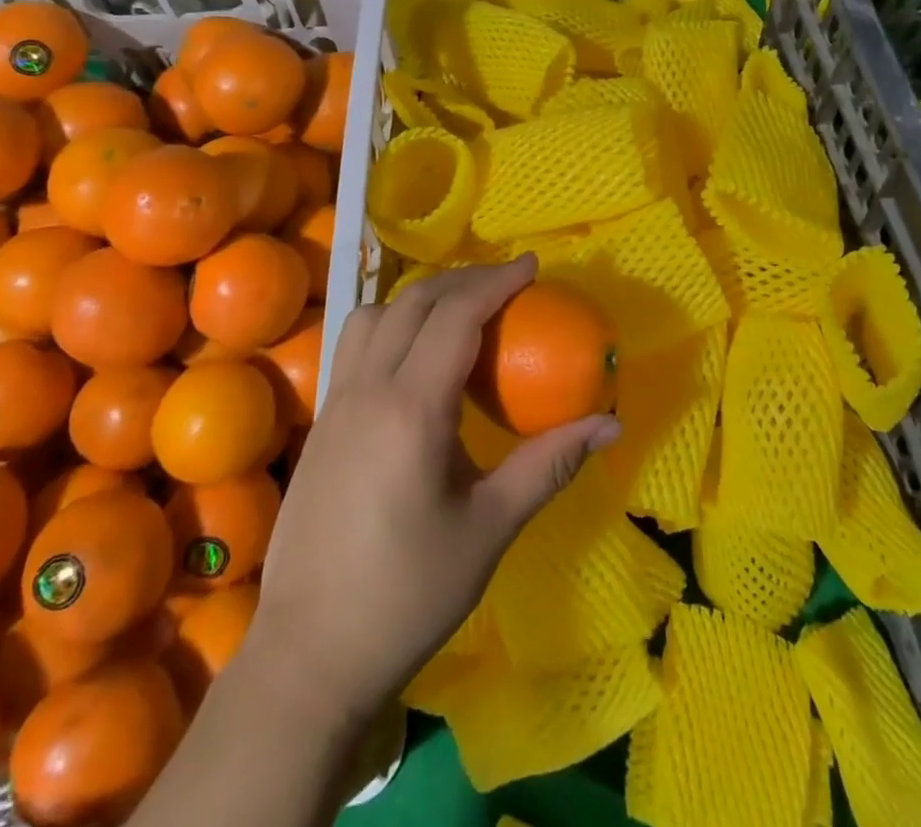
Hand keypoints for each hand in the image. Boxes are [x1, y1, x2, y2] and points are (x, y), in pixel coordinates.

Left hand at [242, 256, 620, 729]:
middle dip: (464, 280)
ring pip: (375, 314)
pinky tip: (416, 357)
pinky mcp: (321, 421)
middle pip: (414, 302)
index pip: (455, 316)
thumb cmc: (408, 594)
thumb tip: (611, 423)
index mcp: (411, 410)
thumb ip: (549, 464)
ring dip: (421, 297)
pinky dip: (392, 323)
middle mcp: (367, 389)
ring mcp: (336, 402)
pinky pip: (355, 343)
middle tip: (508, 284)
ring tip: (460, 311)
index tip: (532, 266)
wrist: (310, 654)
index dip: (495, 282)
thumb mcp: (489, 528)